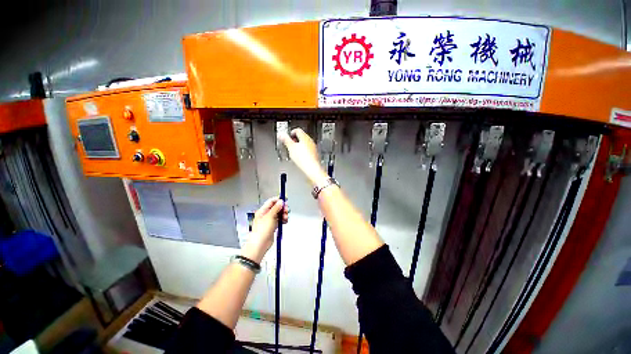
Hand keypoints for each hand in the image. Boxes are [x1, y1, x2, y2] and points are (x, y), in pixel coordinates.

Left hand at [241, 197, 288, 262]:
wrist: (260, 244)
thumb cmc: (261, 231)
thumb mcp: (270, 216)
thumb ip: (276, 208)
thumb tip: (280, 202)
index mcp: (263, 211)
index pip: (271, 201)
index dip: (278, 200)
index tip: (285, 199)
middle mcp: (266, 215)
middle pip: (276, 207)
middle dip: (282, 208)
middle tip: (286, 210)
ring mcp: (270, 220)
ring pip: (279, 214)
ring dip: (284, 214)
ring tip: (285, 217)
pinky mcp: (273, 226)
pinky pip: (280, 220)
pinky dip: (283, 220)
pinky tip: (284, 221)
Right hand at [278, 128, 327, 185]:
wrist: (312, 170)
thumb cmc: (303, 159)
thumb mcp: (291, 148)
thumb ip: (285, 140)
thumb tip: (281, 134)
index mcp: (305, 137)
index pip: (297, 130)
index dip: (291, 132)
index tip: (287, 136)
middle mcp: (310, 142)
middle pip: (301, 137)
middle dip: (294, 140)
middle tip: (289, 144)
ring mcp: (313, 148)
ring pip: (304, 144)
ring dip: (298, 147)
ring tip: (293, 152)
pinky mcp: (314, 155)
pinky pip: (307, 151)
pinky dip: (302, 153)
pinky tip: (299, 158)